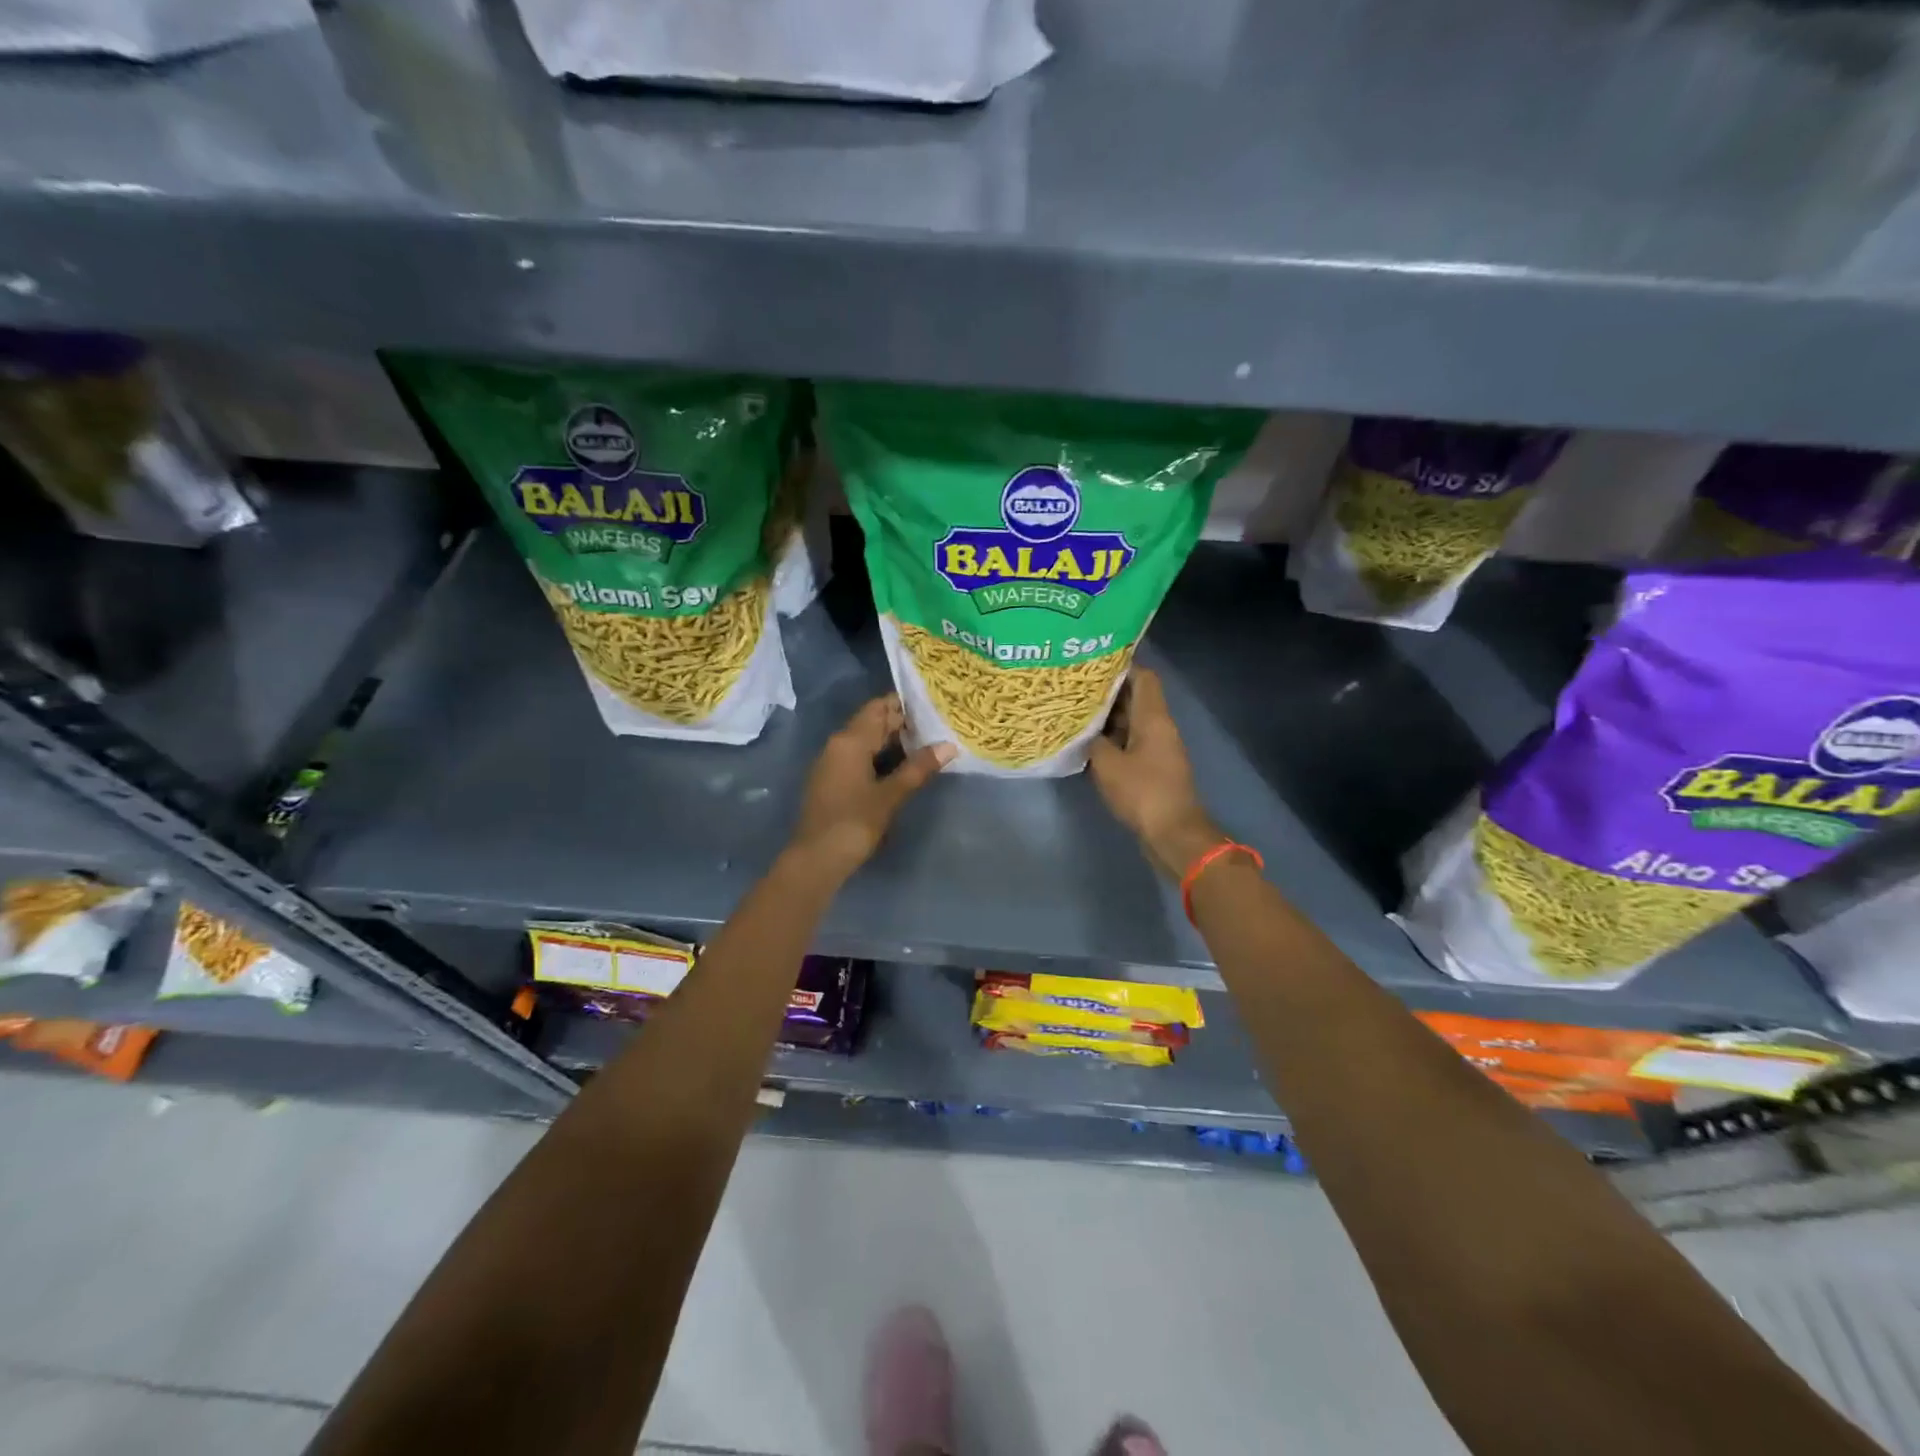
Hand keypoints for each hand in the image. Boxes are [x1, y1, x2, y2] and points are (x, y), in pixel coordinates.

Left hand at [788, 695, 954, 881]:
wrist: (816, 859)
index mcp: (850, 740)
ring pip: (866, 741)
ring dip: (893, 742)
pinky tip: (903, 769)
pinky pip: (859, 758)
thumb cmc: (854, 823)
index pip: (879, 707)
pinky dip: (881, 758)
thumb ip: (918, 768)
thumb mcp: (891, 795)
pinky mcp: (832, 781)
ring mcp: (832, 763)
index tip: (933, 705)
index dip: (905, 704)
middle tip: (938, 726)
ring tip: (928, 745)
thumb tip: (948, 745)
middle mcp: (838, 744)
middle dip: (903, 724)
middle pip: (872, 723)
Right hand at [1088, 667, 1223, 878]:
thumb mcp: (1107, 764)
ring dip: (1108, 718)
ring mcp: (1158, 748)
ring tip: (1075, 712)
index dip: (1120, 666)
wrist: (1172, 833)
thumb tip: (1086, 732)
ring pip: (1132, 721)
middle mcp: (1159, 726)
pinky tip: (1088, 743)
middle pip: (1136, 698)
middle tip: (1075, 688)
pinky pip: (1131, 743)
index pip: (1143, 677)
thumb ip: (1093, 741)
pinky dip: (1113, 739)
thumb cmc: (1142, 792)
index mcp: (1153, 717)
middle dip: (1107, 692)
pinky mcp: (1153, 768)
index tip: (1092, 665)